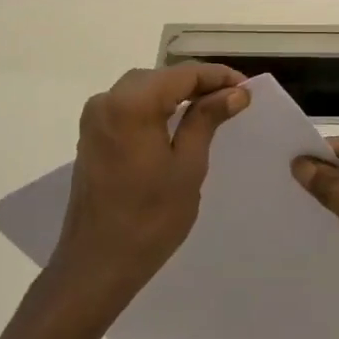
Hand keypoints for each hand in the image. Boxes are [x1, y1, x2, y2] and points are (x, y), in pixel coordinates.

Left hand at [49, 64, 248, 315]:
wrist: (96, 264)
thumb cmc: (150, 219)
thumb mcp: (188, 167)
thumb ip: (207, 120)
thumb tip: (235, 93)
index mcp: (131, 104)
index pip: (182, 74)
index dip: (217, 77)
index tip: (247, 90)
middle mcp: (107, 100)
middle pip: (161, 77)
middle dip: (197, 84)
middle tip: (234, 100)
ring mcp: (94, 119)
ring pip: (143, 89)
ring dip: (176, 94)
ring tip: (212, 109)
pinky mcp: (91, 136)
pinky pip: (128, 107)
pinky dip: (155, 108)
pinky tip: (177, 123)